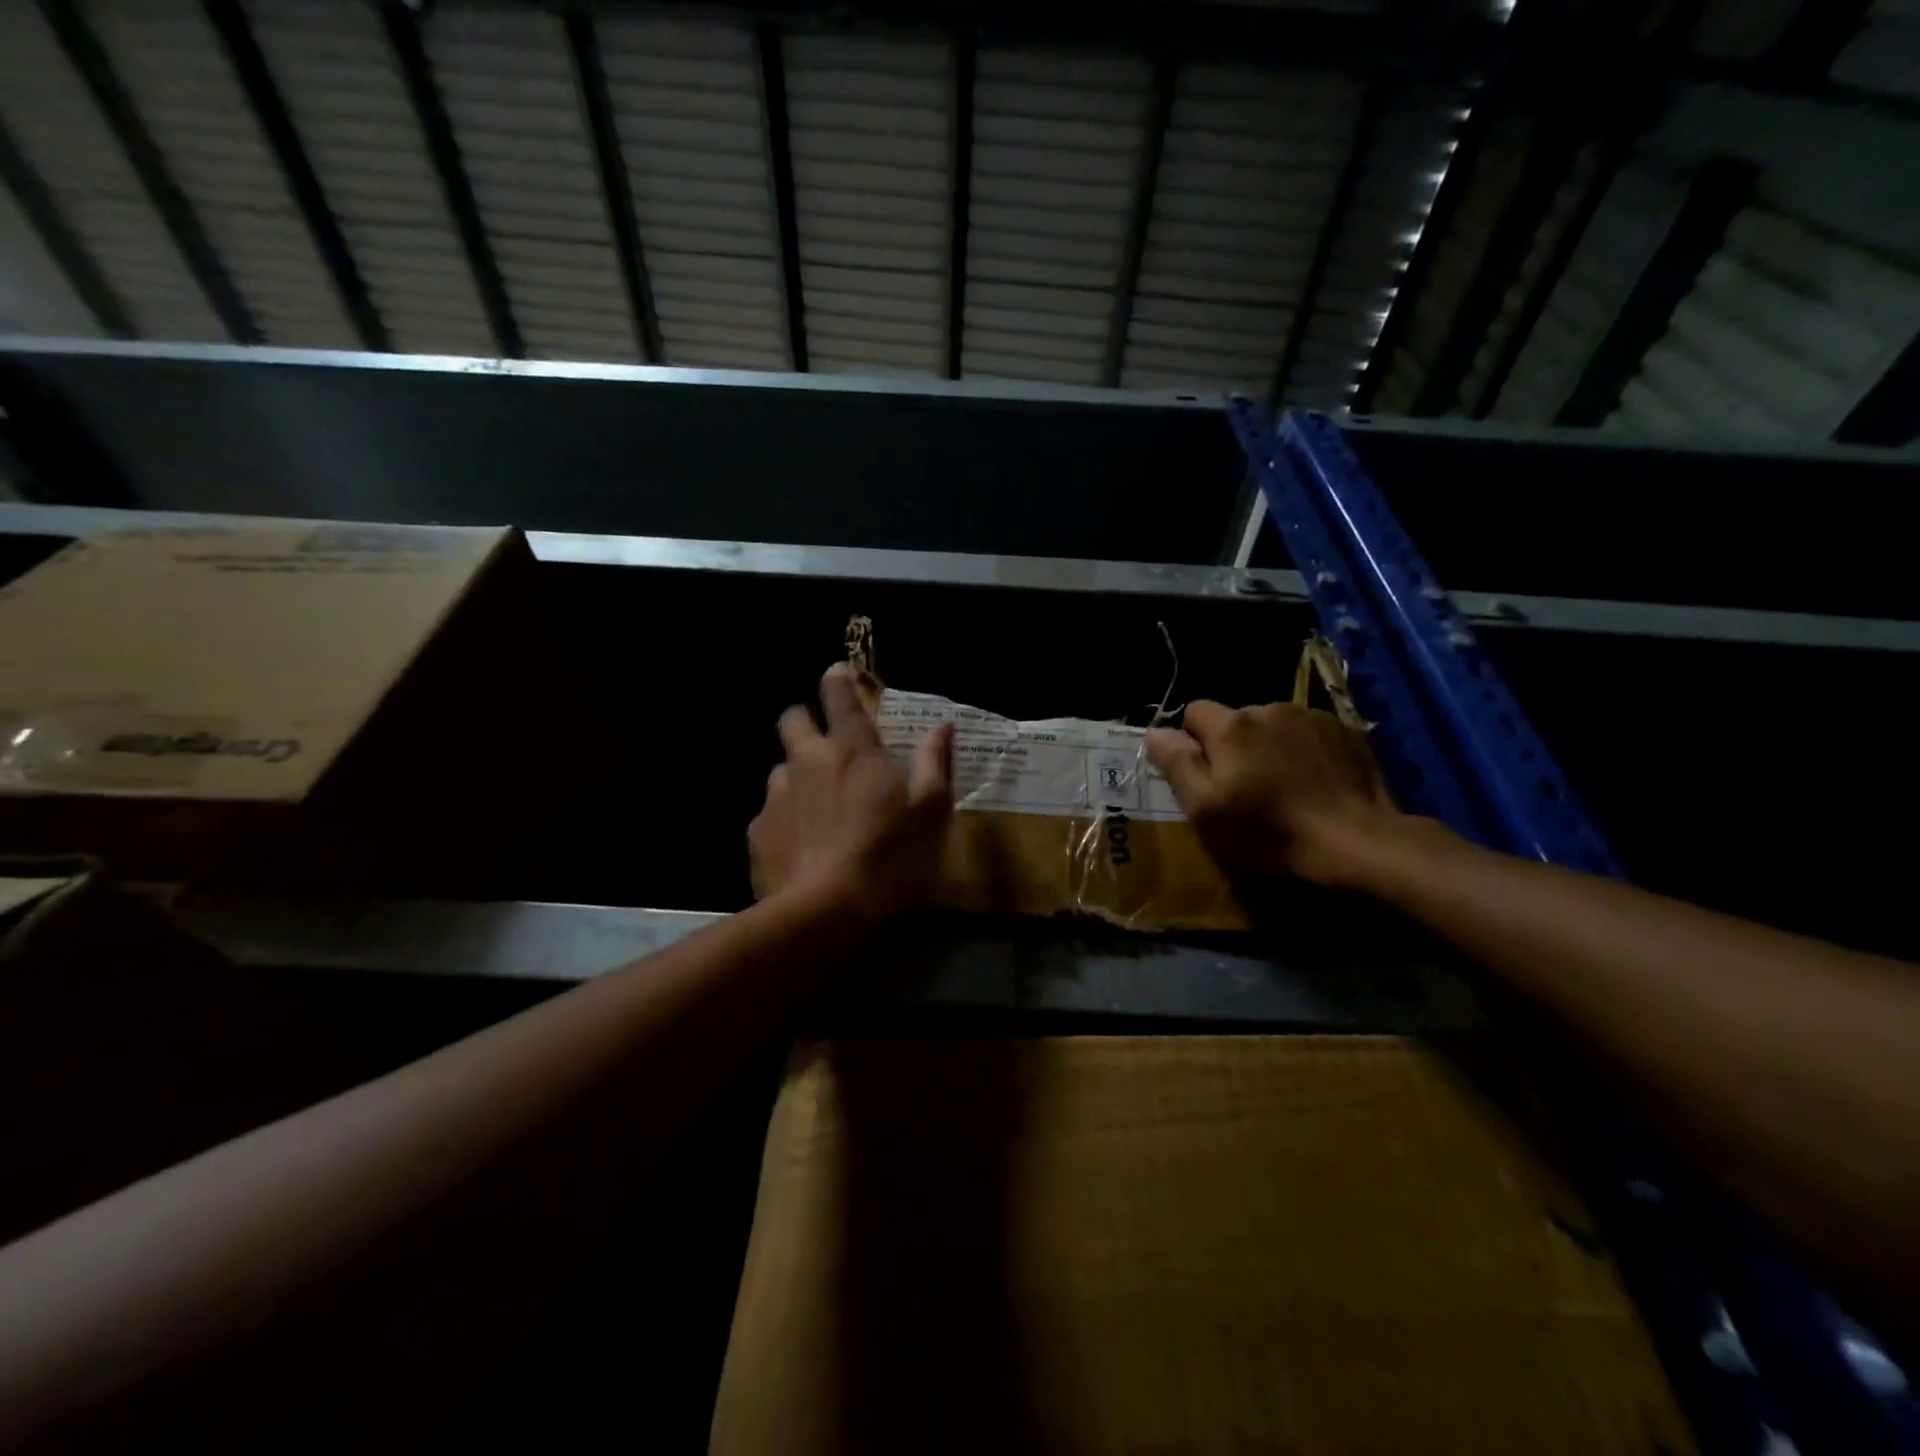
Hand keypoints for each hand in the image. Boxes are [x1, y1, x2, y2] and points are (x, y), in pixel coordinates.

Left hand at [749, 664, 954, 923]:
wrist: (825, 913)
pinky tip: (802, 848)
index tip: (838, 673)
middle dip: (804, 721)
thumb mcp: (931, 812)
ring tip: (818, 810)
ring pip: (780, 769)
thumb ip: (935, 763)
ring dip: (797, 777)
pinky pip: (770, 814)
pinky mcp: (757, 832)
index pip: (840, 697)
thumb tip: (943, 725)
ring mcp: (777, 796)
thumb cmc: (890, 857)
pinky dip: (785, 821)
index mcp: (853, 751)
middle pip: (792, 719)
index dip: (838, 679)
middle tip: (825, 745)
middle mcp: (808, 761)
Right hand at [1145, 700, 1403, 887]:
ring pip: (1273, 725)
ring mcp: (1311, 717)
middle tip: (1244, 787)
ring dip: (1269, 746)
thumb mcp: (1205, 808)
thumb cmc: (1269, 830)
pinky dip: (1303, 750)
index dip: (1192, 741)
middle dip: (1233, 744)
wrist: (1356, 841)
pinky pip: (1308, 733)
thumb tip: (1154, 731)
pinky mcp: (1345, 731)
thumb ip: (1176, 764)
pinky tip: (1314, 781)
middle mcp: (1269, 708)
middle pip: (1236, 719)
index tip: (1205, 775)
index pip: (1194, 711)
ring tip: (1283, 785)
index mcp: (1231, 725)